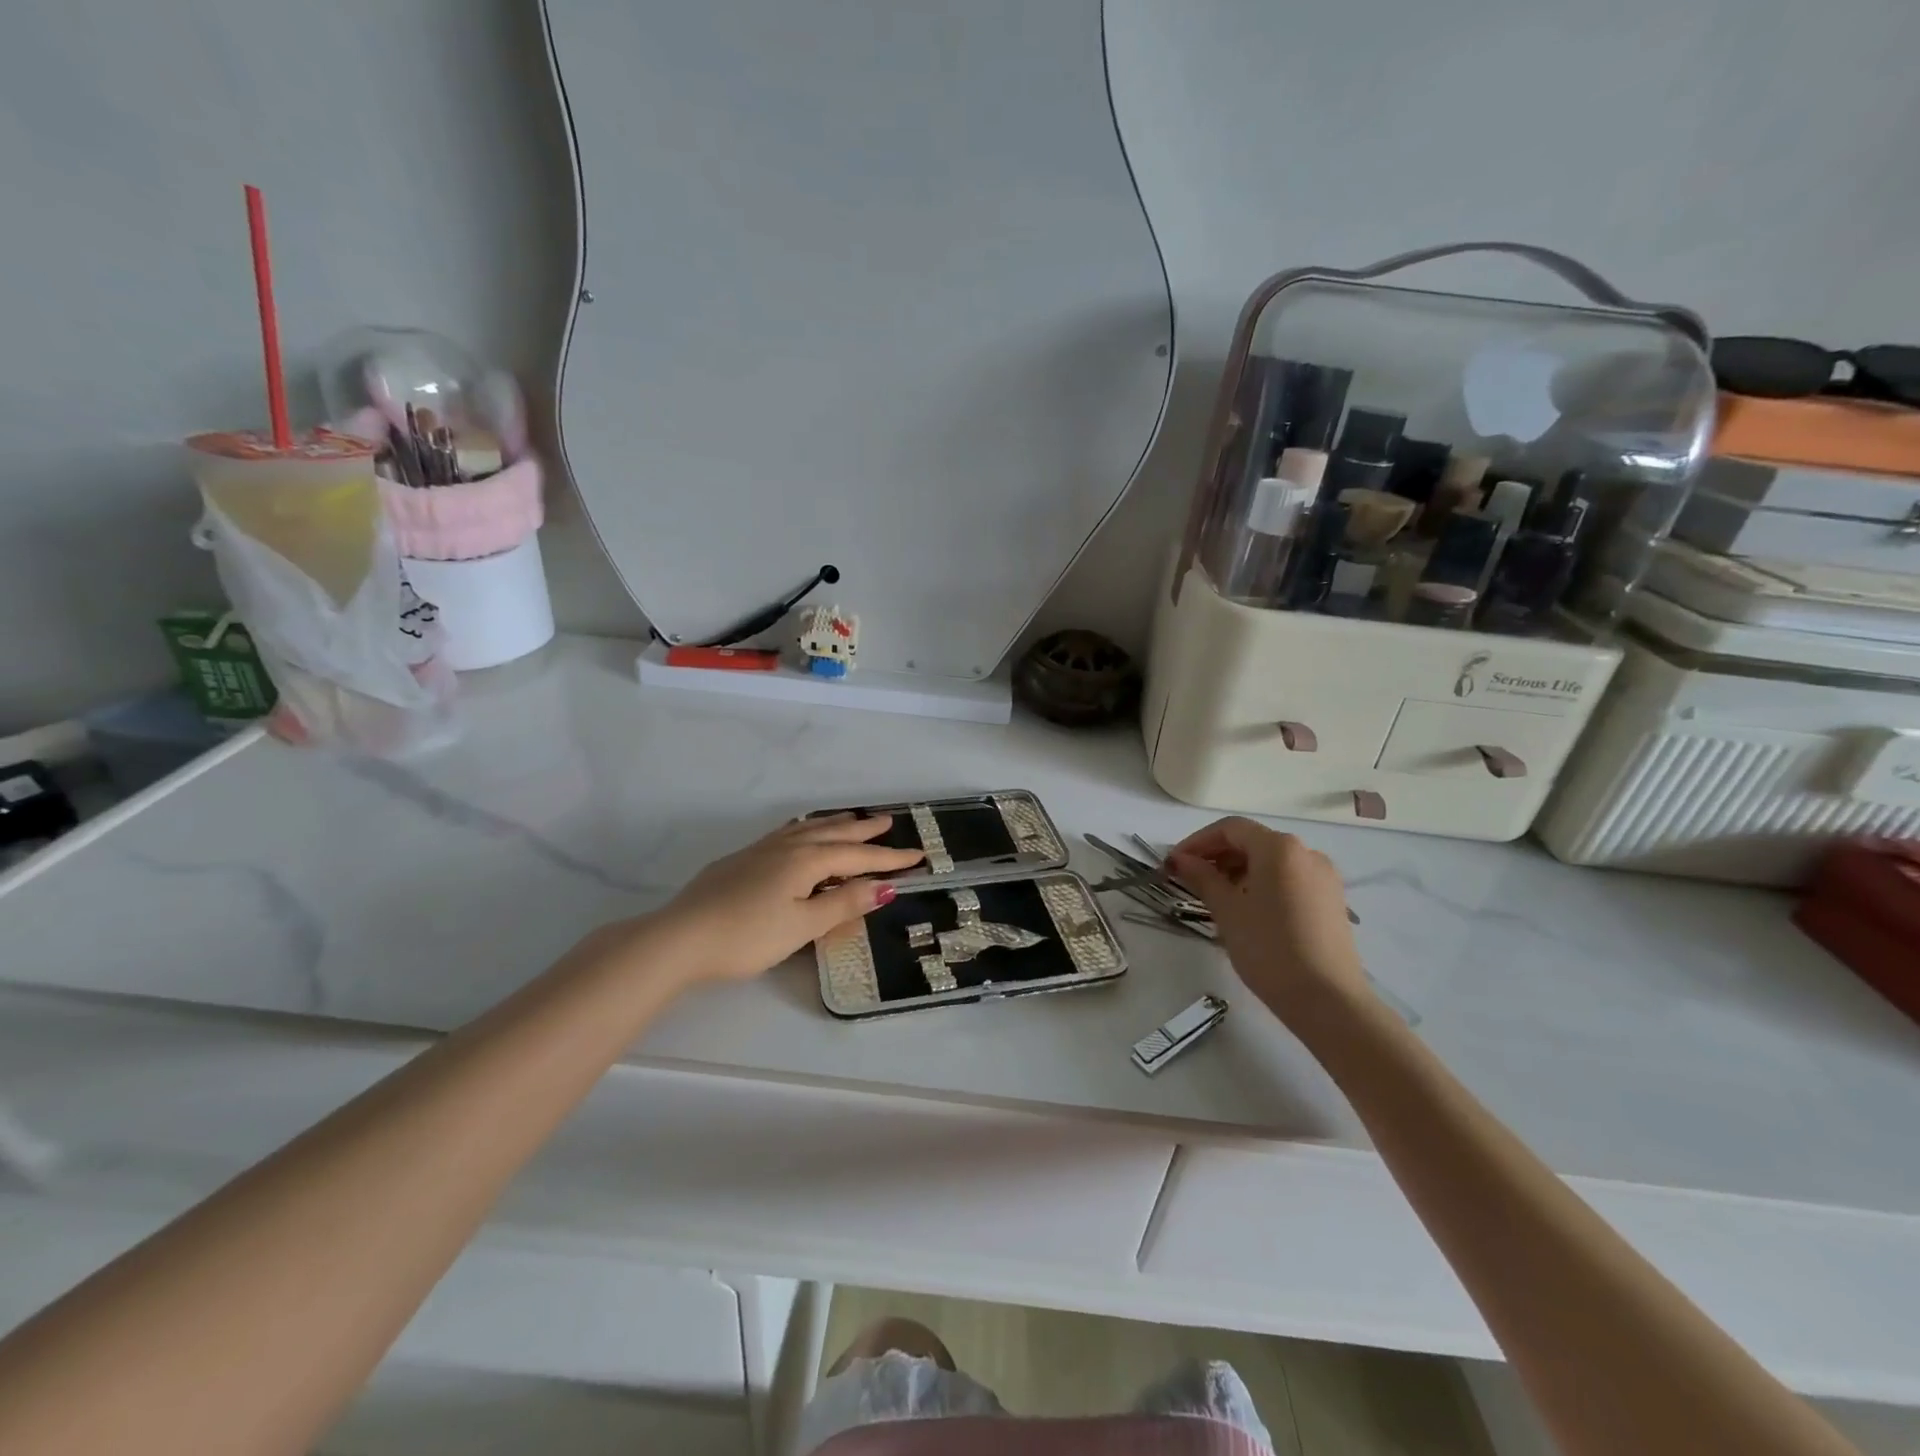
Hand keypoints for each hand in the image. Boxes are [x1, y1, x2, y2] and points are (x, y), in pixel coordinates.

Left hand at [650, 815, 924, 983]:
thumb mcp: (803, 926)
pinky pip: (787, 834)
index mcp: (806, 861)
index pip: (858, 858)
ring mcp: (761, 851)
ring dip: (835, 825)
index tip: (918, 856)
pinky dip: (806, 829)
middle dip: (864, 831)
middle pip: (833, 834)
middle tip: (889, 822)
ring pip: (807, 829)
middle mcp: (787, 847)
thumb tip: (885, 887)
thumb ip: (843, 904)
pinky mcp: (741, 859)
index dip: (889, 859)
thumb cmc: (747, 936)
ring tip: (851, 820)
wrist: (680, 938)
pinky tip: (799, 834)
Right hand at [1168, 817, 1368, 1017]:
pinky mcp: (1332, 901)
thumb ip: (1202, 877)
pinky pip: (1289, 879)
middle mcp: (1306, 853)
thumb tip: (1181, 859)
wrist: (1328, 1001)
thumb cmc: (1269, 949)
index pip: (1230, 829)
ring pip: (1271, 861)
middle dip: (1217, 855)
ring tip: (1214, 896)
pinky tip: (1247, 909)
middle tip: (1189, 879)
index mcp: (1279, 847)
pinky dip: (1262, 883)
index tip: (1174, 863)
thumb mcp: (1227, 911)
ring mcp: (1324, 877)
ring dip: (1238, 870)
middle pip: (1252, 841)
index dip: (1197, 841)